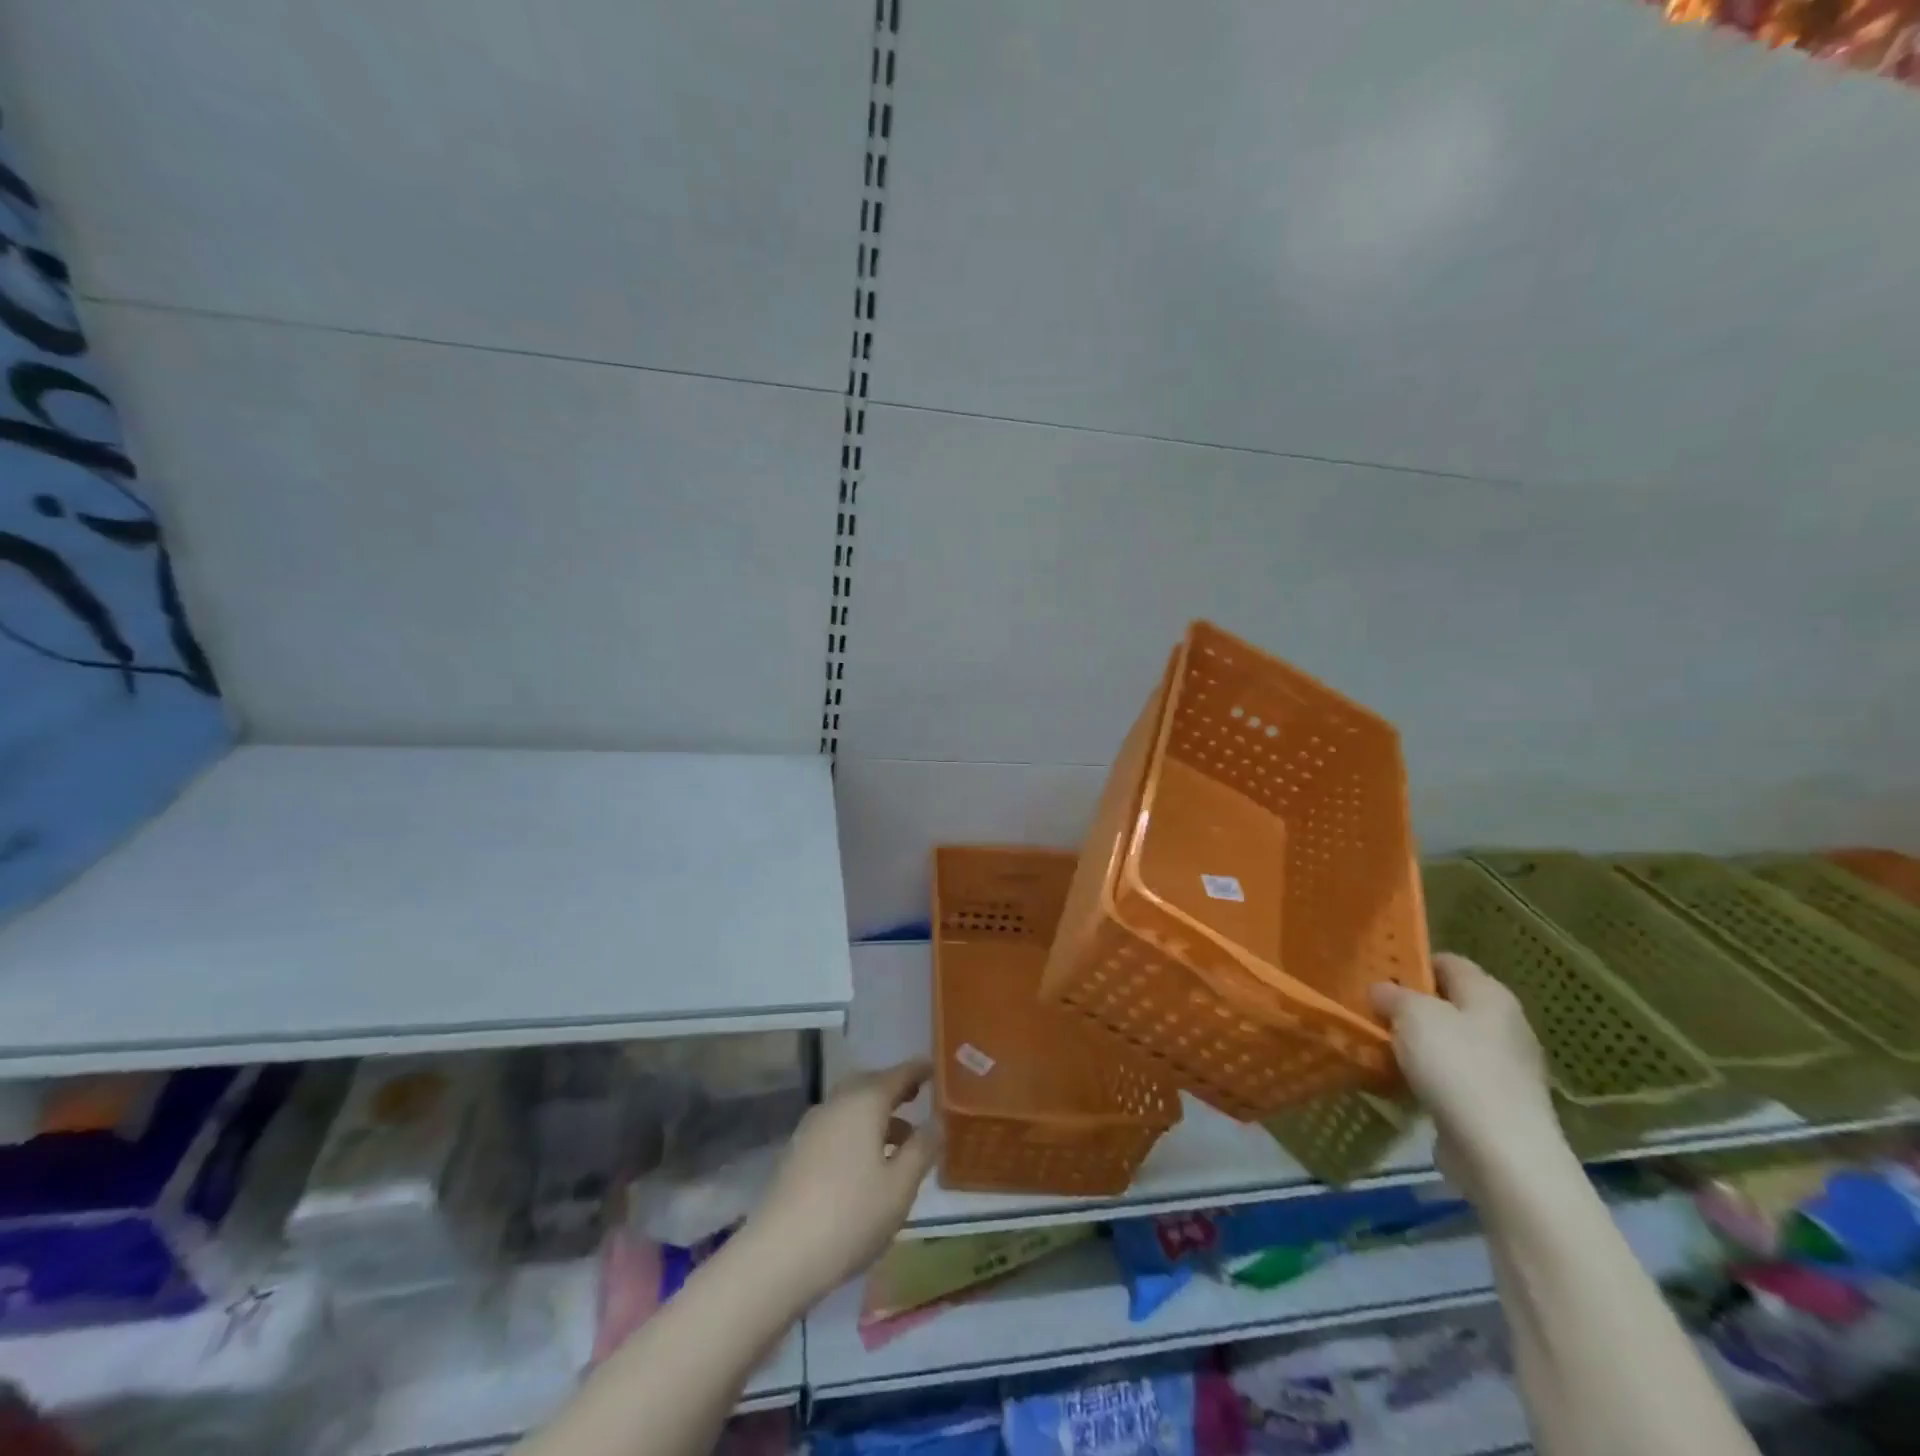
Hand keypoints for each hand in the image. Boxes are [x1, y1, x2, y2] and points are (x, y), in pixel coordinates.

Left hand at [736, 1060, 939, 1314]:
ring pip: (851, 1107)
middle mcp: (837, 1103)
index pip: (898, 1074)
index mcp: (865, 1102)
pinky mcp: (798, 1151)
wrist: (780, 1254)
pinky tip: (867, 1163)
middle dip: (894, 1089)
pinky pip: (836, 1126)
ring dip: (876, 1115)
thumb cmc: (851, 1215)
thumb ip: (922, 1149)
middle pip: (870, 1085)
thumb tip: (937, 1121)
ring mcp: (813, 1126)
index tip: (935, 1068)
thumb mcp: (900, 1186)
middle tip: (916, 1098)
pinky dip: (857, 1131)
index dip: (919, 1070)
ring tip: (900, 1141)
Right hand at [1371, 953, 1562, 1190]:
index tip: (1378, 973)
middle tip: (1373, 1010)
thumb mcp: (1412, 1015)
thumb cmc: (1457, 1066)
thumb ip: (1392, 995)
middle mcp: (1505, 1026)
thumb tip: (1382, 990)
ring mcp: (1506, 1068)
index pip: (1448, 962)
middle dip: (1412, 1006)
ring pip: (1450, 1042)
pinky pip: (1454, 1077)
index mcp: (1491, 995)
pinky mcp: (1498, 1104)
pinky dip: (1429, 1076)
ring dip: (1418, 1044)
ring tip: (1380, 1046)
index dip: (1413, 962)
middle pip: (1450, 1003)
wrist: (1501, 1152)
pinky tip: (1402, 1082)